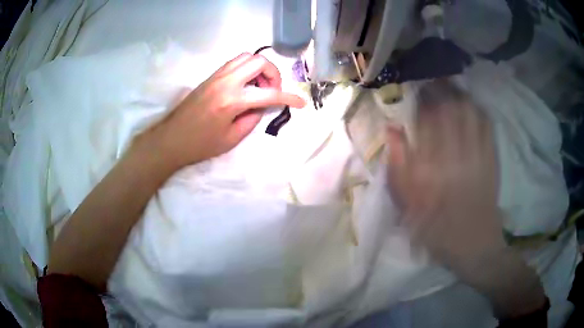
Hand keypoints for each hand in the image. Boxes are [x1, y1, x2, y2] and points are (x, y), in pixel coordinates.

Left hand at [142, 53, 305, 170]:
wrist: (171, 139)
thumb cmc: (200, 144)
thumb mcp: (232, 138)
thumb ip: (252, 119)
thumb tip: (262, 106)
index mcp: (232, 100)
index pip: (269, 94)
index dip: (289, 98)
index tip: (301, 103)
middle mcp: (226, 81)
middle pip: (259, 61)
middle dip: (273, 74)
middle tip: (271, 91)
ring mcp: (217, 75)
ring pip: (246, 57)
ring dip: (259, 69)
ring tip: (259, 87)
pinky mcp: (211, 76)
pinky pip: (235, 63)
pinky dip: (247, 69)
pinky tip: (246, 85)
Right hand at [386, 79, 503, 268]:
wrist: (475, 246)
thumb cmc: (438, 231)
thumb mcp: (409, 209)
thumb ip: (398, 169)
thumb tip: (392, 131)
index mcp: (433, 167)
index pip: (426, 119)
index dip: (420, 99)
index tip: (414, 90)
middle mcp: (457, 154)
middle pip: (449, 108)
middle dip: (439, 89)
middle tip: (431, 81)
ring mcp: (478, 154)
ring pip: (469, 111)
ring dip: (458, 95)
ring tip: (449, 87)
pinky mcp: (492, 158)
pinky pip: (486, 124)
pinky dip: (477, 109)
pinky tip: (471, 105)